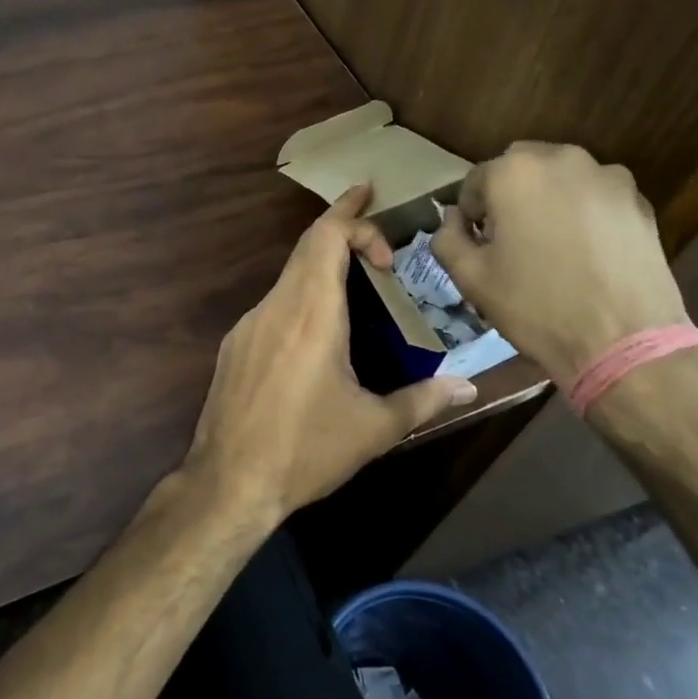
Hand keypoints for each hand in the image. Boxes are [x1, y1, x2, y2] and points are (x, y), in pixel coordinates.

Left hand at [185, 186, 478, 527]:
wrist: (229, 482)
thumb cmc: (306, 451)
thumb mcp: (373, 429)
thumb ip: (423, 401)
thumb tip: (468, 388)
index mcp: (312, 315)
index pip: (325, 238)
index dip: (352, 216)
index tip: (382, 231)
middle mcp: (276, 308)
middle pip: (306, 247)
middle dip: (340, 224)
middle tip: (372, 219)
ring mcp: (249, 325)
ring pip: (288, 275)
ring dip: (321, 265)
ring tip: (357, 279)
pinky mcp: (234, 346)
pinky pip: (273, 304)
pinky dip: (300, 295)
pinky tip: (318, 331)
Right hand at [432, 142, 688, 387]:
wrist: (622, 341)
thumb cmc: (535, 306)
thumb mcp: (469, 278)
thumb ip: (447, 237)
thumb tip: (453, 219)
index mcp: (514, 172)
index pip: (476, 181)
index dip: (471, 214)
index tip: (478, 245)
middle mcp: (561, 159)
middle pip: (521, 168)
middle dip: (510, 197)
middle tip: (513, 241)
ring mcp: (607, 176)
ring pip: (561, 178)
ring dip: (548, 200)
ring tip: (553, 246)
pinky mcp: (639, 200)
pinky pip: (596, 196)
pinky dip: (585, 212)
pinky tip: (587, 253)